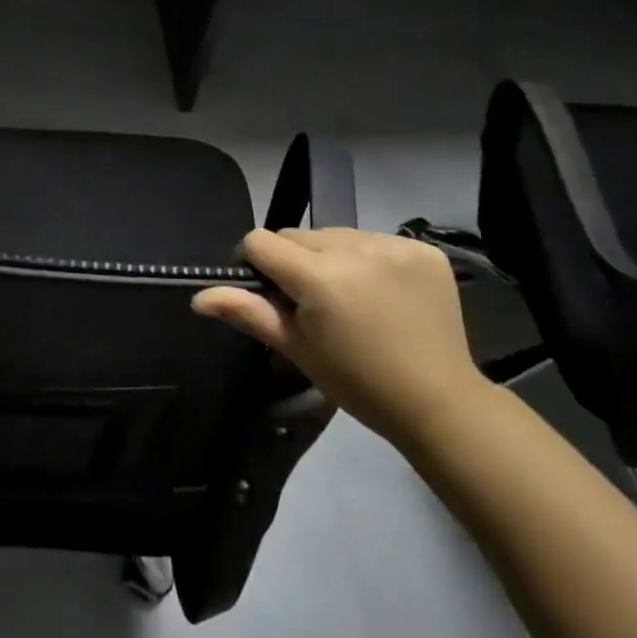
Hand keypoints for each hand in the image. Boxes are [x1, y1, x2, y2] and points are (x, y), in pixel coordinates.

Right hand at [193, 228, 489, 447]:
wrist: (439, 402)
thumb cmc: (357, 382)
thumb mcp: (297, 348)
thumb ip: (247, 312)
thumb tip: (197, 298)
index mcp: (317, 276)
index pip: (261, 241)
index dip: (255, 263)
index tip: (268, 292)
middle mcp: (354, 248)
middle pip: (299, 235)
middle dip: (295, 262)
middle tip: (312, 302)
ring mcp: (393, 245)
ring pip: (336, 235)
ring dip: (332, 257)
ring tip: (350, 297)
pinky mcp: (423, 249)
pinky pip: (375, 240)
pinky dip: (370, 260)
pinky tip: (384, 293)